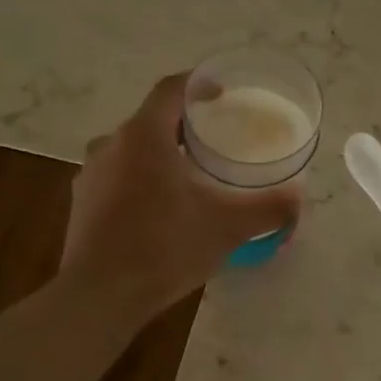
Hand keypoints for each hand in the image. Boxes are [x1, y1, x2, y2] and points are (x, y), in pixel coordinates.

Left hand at [61, 73, 304, 318]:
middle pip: (151, 120)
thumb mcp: (227, 227)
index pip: (171, 90)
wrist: (100, 295)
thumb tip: (298, 198)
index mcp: (144, 135)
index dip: (199, 85)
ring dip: (160, 155)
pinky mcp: (82, 203)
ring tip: (189, 175)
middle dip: (183, 125)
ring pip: (132, 150)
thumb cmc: (165, 247)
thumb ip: (267, 208)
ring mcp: (91, 174)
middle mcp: (111, 145)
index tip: (222, 93)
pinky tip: (160, 209)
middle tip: (214, 141)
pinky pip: (117, 177)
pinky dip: (140, 180)